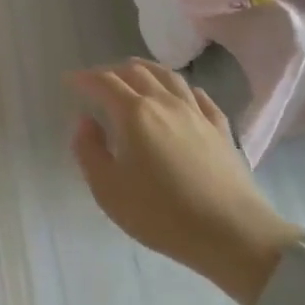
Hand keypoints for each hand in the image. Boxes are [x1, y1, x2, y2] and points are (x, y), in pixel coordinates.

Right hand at [70, 60, 299, 304]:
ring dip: (146, 70)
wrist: (234, 234)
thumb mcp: (108, 190)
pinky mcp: (221, 129)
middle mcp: (165, 102)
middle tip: (98, 81)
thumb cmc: (163, 214)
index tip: (70, 81)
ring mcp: (197, 113)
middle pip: (136, 71)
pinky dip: (183, 89)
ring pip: (169, 76)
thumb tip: (86, 122)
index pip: (104, 82)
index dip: (84, 78)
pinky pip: (199, 97)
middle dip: (112, 71)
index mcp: (134, 113)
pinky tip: (182, 96)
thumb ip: (89, 151)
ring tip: (135, 75)